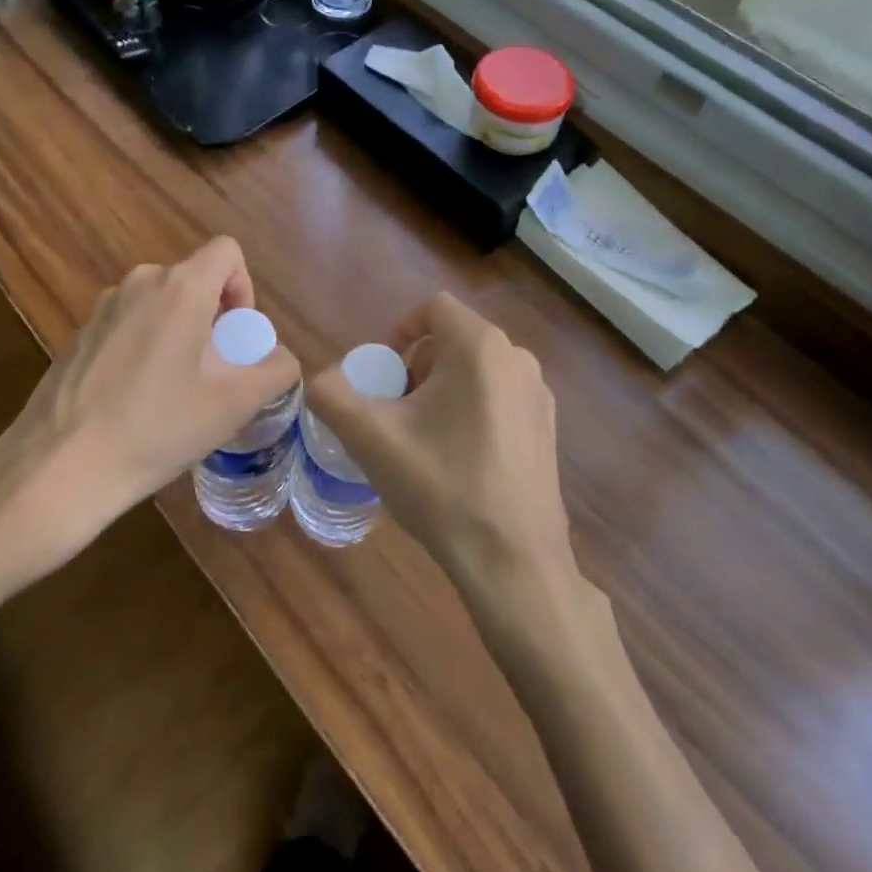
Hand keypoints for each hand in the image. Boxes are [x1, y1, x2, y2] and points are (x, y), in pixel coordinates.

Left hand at [0, 236, 300, 596]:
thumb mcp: (233, 404)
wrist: (58, 468)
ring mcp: (102, 307)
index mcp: (180, 287)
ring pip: (159, 303)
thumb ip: (275, 370)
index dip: (244, 286)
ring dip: (177, 332)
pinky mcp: (77, 334)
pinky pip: (127, 324)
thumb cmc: (157, 428)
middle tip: (212, 371)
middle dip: (212, 317)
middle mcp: (140, 282)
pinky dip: (143, 347)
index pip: (226, 251)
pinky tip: (133, 401)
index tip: (237, 336)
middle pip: (193, 279)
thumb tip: (282, 359)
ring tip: (173, 391)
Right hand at [305, 292, 575, 599]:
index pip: (433, 308)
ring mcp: (539, 394)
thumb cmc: (442, 487)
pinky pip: (499, 396)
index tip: (381, 372)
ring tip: (421, 437)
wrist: (514, 563)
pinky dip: (471, 409)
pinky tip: (457, 460)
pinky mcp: (548, 428)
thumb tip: (323, 380)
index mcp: (480, 346)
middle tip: (395, 410)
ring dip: (442, 388)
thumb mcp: (371, 439)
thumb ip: (333, 396)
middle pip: (453, 339)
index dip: (399, 330)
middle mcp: (517, 358)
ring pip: (476, 369)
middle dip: (416, 365)